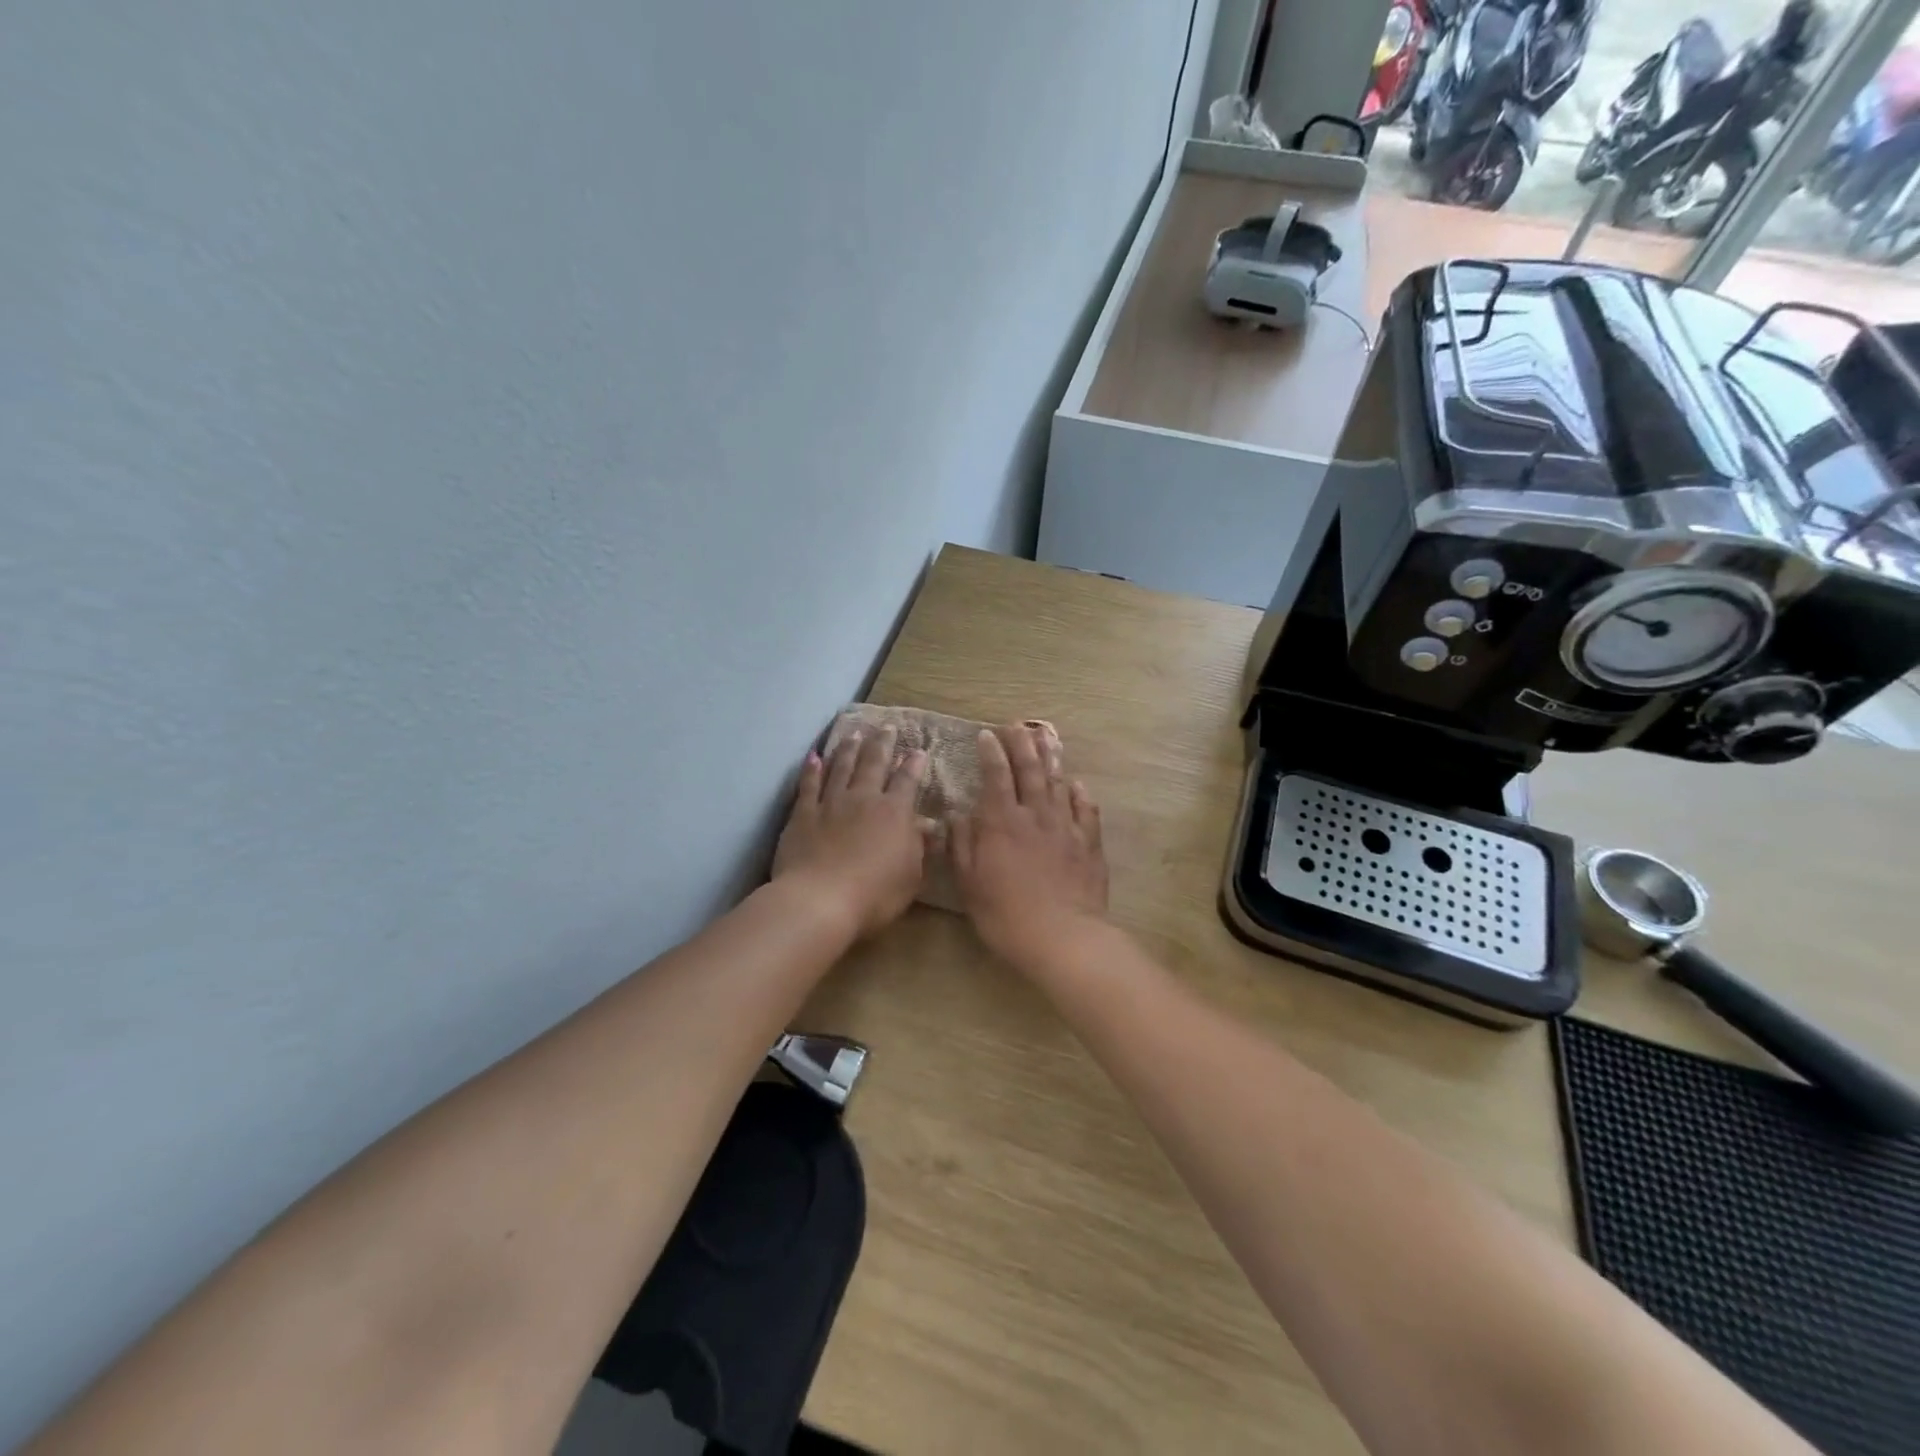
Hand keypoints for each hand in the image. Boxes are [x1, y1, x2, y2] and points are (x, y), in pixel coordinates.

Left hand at [773, 727, 931, 938]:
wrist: (820, 900)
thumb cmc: (875, 894)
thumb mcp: (911, 876)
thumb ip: (919, 847)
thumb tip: (930, 825)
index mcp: (894, 813)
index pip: (907, 782)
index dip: (914, 765)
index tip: (918, 750)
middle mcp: (864, 799)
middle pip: (873, 764)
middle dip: (882, 743)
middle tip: (886, 726)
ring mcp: (831, 803)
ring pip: (841, 767)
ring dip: (849, 748)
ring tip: (854, 732)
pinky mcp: (803, 814)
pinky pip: (809, 785)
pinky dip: (812, 769)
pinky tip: (814, 757)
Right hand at [950, 724, 1108, 968]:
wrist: (1063, 936)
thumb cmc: (1006, 914)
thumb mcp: (969, 883)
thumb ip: (962, 845)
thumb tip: (956, 815)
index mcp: (1001, 822)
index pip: (995, 776)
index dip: (991, 753)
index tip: (987, 734)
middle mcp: (1034, 815)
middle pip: (1029, 770)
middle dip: (1021, 744)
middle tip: (1017, 725)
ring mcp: (1065, 827)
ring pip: (1057, 783)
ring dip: (1051, 758)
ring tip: (1046, 737)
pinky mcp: (1088, 844)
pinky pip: (1085, 810)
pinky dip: (1080, 794)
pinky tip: (1077, 784)